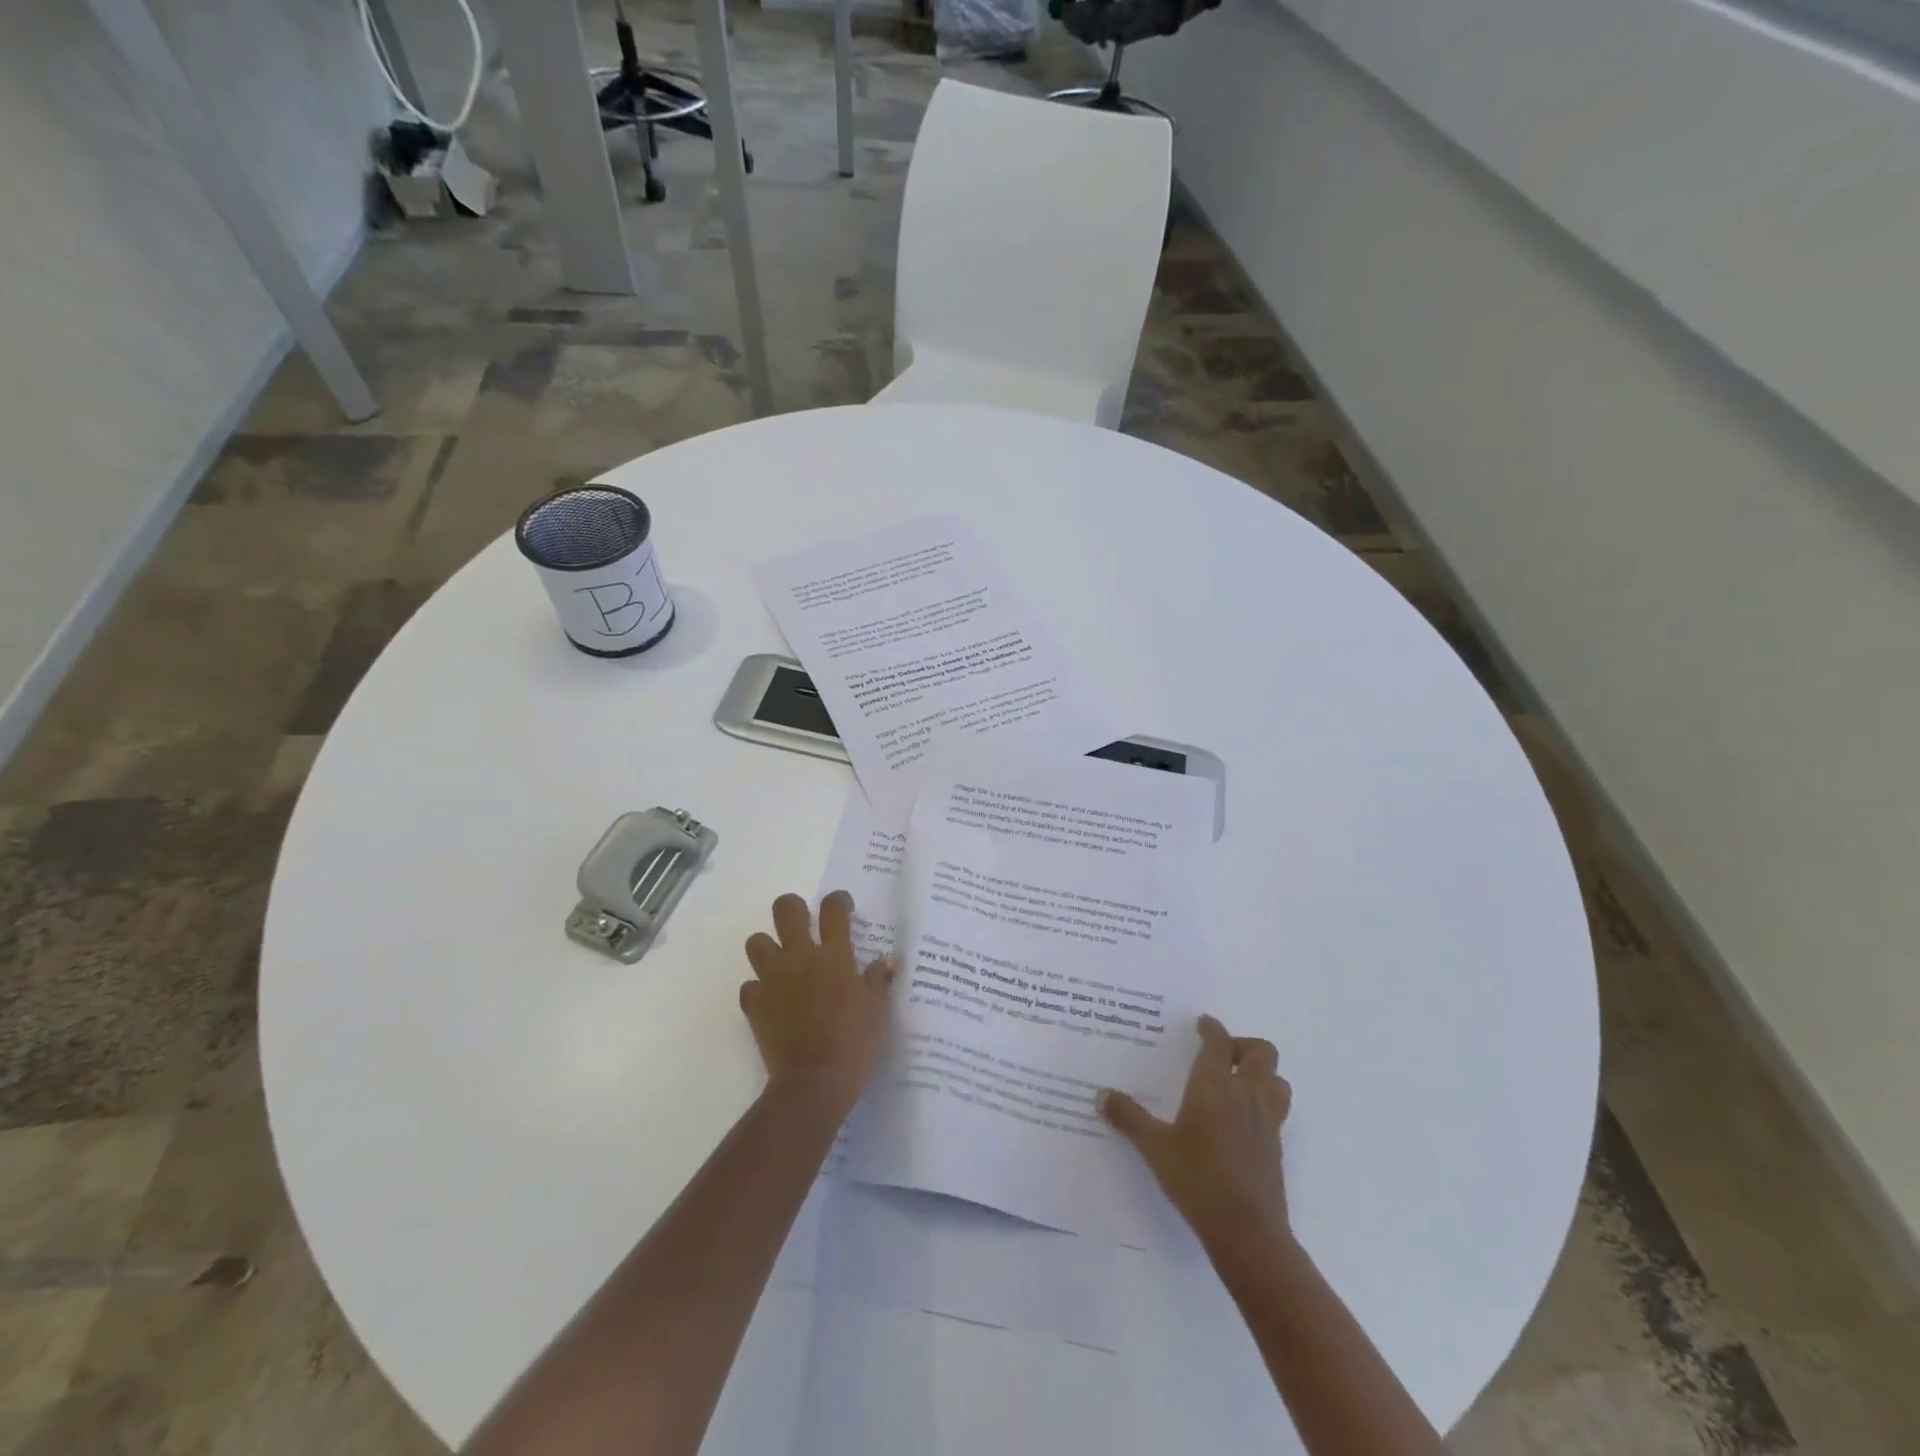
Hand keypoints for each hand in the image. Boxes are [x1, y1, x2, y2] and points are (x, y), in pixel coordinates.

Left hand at [741, 890, 894, 1113]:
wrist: (814, 1082)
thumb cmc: (855, 1043)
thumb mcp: (878, 1011)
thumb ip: (879, 981)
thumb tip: (886, 961)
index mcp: (834, 956)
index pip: (833, 910)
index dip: (838, 900)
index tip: (842, 905)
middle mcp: (800, 958)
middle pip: (786, 910)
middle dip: (793, 908)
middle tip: (803, 922)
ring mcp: (773, 980)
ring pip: (756, 942)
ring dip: (768, 947)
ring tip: (781, 961)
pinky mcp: (754, 1005)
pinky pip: (749, 986)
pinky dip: (759, 989)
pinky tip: (772, 1000)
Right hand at [1100, 1014, 1292, 1256]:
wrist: (1247, 1232)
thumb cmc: (1197, 1180)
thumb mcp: (1154, 1148)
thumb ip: (1128, 1117)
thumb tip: (1102, 1095)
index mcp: (1214, 1085)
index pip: (1218, 1041)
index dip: (1211, 1027)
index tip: (1201, 1023)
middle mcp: (1245, 1094)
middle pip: (1261, 1052)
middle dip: (1242, 1045)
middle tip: (1220, 1054)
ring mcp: (1266, 1120)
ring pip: (1277, 1079)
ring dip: (1261, 1072)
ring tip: (1237, 1081)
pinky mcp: (1276, 1145)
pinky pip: (1277, 1108)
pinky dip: (1264, 1100)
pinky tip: (1242, 1118)